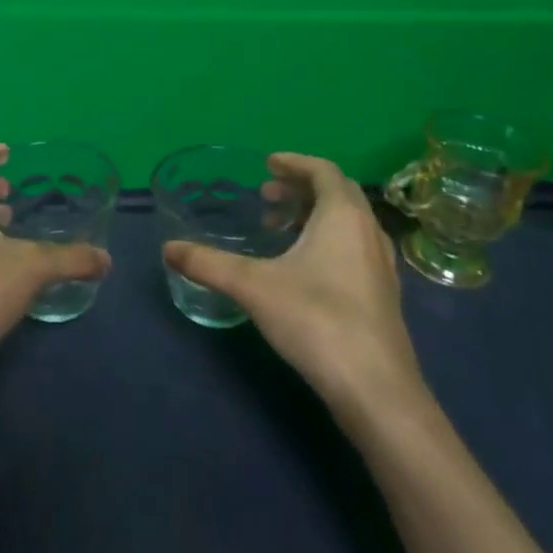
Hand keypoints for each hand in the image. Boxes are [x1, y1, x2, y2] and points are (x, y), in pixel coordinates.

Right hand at [163, 153, 426, 418]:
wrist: (375, 389)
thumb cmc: (316, 320)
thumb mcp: (252, 287)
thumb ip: (208, 264)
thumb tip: (169, 249)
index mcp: (343, 216)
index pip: (324, 171)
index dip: (294, 162)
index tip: (267, 164)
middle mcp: (369, 232)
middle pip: (338, 193)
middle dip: (301, 188)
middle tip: (267, 196)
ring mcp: (381, 266)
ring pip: (349, 222)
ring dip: (315, 215)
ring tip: (279, 230)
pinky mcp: (383, 295)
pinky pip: (355, 248)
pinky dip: (328, 241)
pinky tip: (303, 269)